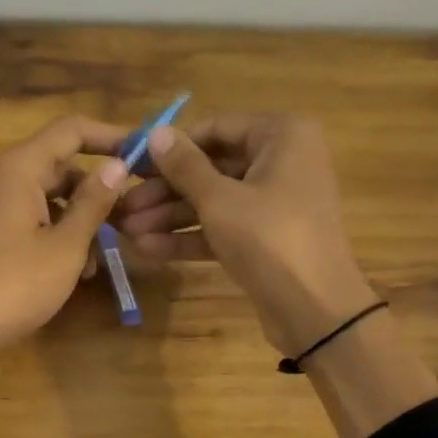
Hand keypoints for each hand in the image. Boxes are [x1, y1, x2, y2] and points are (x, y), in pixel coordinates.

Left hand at [0, 115, 131, 368]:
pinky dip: (55, 237)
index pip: (71, 131)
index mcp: (19, 168)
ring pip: (47, 199)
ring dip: (78, 221)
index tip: (144, 155)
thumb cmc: (14, 285)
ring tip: (101, 259)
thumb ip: (93, 203)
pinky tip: (74, 272)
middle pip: (59, 166)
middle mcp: (1, 178)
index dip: (111, 137)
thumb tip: (117, 165)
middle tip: (130, 219)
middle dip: (96, 190)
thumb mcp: (65, 246)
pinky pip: (29, 221)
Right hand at [113, 114, 375, 355]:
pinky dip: (190, 237)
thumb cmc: (269, 237)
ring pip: (214, 201)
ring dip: (170, 217)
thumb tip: (155, 132)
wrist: (314, 308)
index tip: (132, 165)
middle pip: (212, 168)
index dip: (172, 148)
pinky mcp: (266, 238)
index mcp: (281, 136)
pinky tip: (149, 248)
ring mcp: (274, 202)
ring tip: (127, 231)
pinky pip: (223, 227)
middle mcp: (282, 161)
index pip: (216, 128)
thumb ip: (184, 166)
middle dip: (165, 191)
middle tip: (123, 206)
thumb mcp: (219, 199)